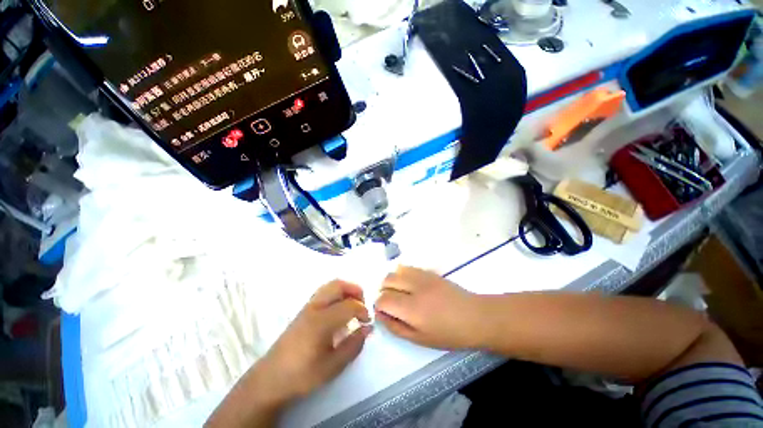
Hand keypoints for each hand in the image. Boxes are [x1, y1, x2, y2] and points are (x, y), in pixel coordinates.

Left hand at [255, 280, 371, 403]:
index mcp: (322, 322)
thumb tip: (367, 328)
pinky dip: (336, 294)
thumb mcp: (332, 367)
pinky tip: (338, 309)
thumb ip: (353, 345)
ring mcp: (307, 306)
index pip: (349, 305)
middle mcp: (315, 308)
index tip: (367, 321)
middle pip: (338, 285)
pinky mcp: (303, 310)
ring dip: (345, 290)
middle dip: (355, 291)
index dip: (362, 310)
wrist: (271, 378)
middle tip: (362, 304)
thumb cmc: (302, 375)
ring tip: (352, 304)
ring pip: (330, 286)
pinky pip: (324, 292)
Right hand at [374, 267, 483, 349]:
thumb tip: (380, 315)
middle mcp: (414, 288)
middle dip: (383, 290)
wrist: (474, 317)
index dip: (378, 305)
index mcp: (411, 309)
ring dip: (392, 281)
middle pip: (387, 281)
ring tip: (398, 292)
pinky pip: (409, 267)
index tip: (383, 312)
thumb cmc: (448, 334)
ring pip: (396, 271)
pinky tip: (408, 284)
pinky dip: (402, 274)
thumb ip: (396, 327)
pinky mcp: (429, 272)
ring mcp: (422, 277)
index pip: (383, 299)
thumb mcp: (420, 339)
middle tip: (390, 302)